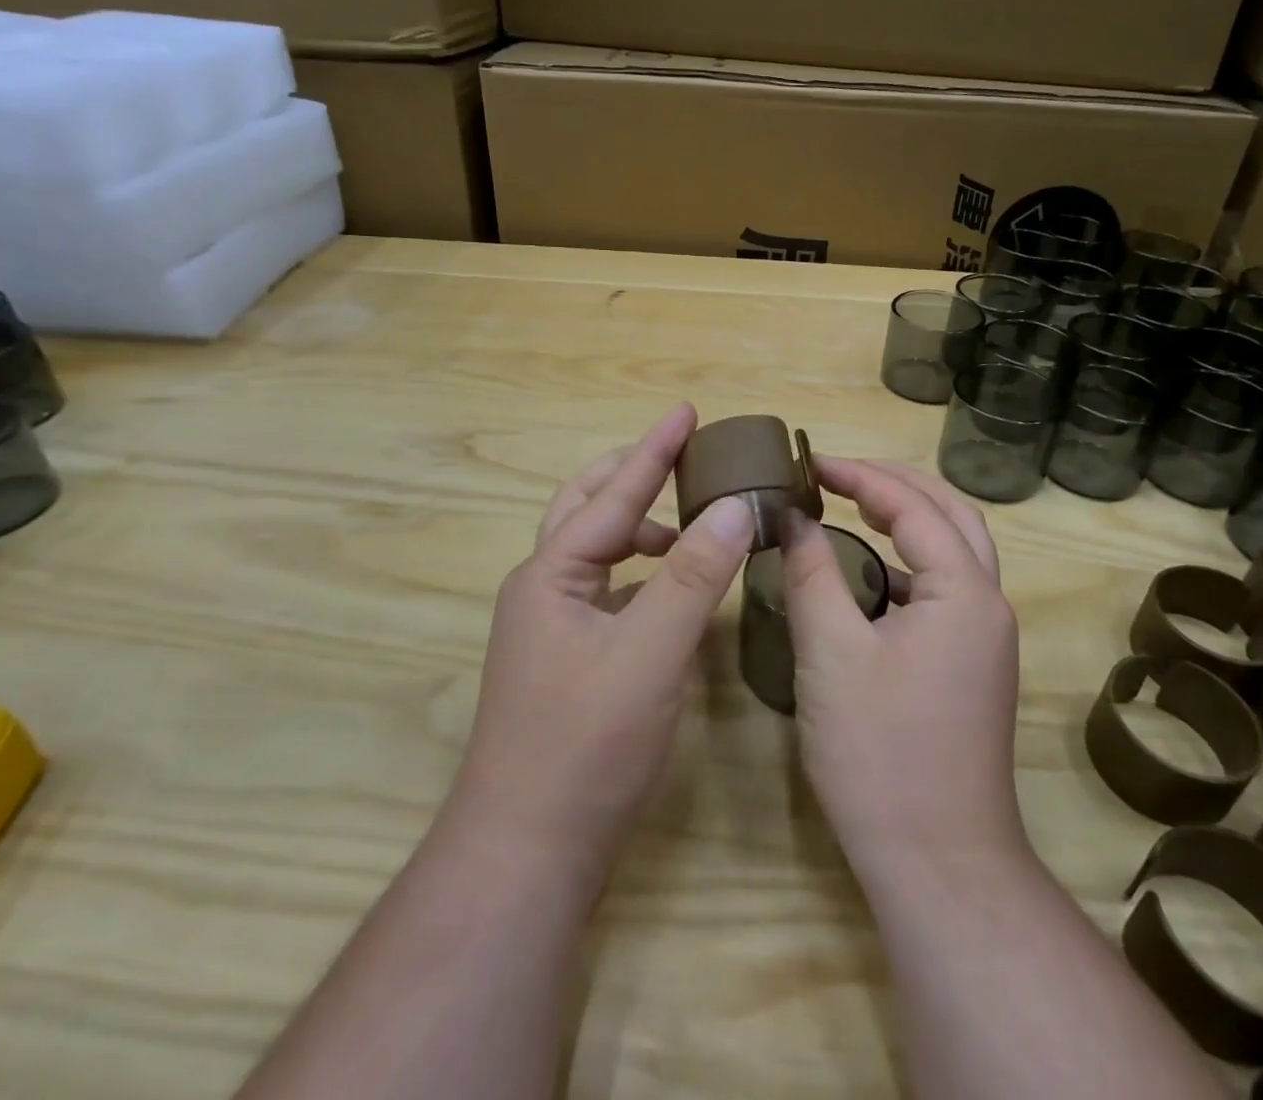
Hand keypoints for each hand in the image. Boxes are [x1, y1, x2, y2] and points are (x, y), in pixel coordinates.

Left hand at [446, 404, 755, 879]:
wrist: (528, 852)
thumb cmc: (586, 746)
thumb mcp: (649, 654)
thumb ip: (692, 577)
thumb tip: (734, 506)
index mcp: (551, 575)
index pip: (613, 496)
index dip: (654, 451)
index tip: (686, 410)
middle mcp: (543, 589)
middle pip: (586, 508)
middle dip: (631, 475)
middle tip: (679, 454)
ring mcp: (551, 626)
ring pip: (595, 550)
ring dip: (636, 523)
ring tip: (687, 519)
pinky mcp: (568, 658)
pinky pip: (607, 588)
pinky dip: (640, 569)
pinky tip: (670, 585)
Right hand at [780, 458, 1024, 874]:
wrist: (938, 865)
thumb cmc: (880, 752)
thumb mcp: (830, 651)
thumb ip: (811, 572)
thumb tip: (793, 518)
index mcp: (965, 592)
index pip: (913, 506)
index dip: (860, 476)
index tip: (809, 464)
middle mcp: (987, 605)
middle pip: (951, 514)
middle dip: (896, 484)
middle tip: (840, 473)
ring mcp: (984, 640)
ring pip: (954, 551)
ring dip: (908, 519)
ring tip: (853, 506)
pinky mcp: (970, 668)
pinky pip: (943, 590)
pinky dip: (907, 563)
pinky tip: (867, 576)